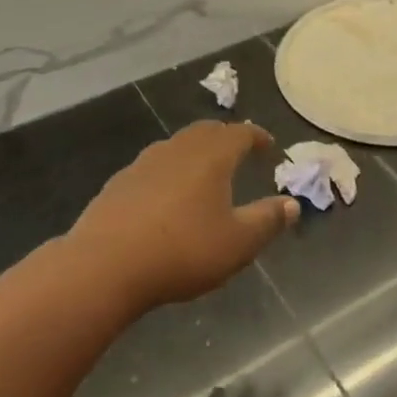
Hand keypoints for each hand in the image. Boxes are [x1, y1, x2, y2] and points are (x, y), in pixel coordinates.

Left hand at [71, 121, 297, 312]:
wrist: (104, 265)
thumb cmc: (182, 251)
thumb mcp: (237, 243)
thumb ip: (267, 220)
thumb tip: (292, 203)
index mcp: (212, 155)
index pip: (241, 133)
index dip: (258, 136)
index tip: (269, 146)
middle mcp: (179, 148)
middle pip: (207, 131)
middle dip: (226, 138)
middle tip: (239, 152)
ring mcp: (145, 162)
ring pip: (178, 146)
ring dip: (196, 153)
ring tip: (204, 173)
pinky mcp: (119, 183)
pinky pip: (154, 166)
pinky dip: (169, 172)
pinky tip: (166, 196)